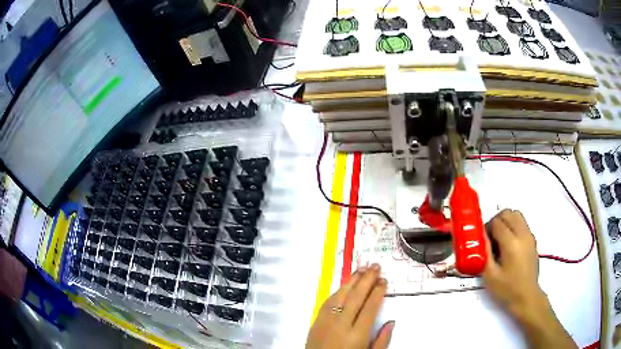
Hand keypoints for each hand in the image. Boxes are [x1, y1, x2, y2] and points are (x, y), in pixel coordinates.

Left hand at [306, 264, 394, 348]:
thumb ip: (381, 341)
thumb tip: (391, 322)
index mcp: (356, 335)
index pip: (369, 308)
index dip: (377, 292)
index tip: (383, 281)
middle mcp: (341, 325)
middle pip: (355, 297)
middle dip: (366, 280)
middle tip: (375, 266)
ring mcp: (326, 322)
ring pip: (340, 296)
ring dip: (351, 281)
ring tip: (361, 269)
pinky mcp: (316, 322)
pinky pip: (327, 302)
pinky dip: (337, 291)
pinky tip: (344, 285)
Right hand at [482, 209, 546, 321]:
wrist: (526, 296)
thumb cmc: (506, 289)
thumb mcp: (489, 274)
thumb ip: (485, 252)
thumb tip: (481, 235)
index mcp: (511, 243)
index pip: (497, 222)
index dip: (486, 228)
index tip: (482, 240)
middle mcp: (522, 234)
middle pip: (507, 213)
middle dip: (496, 221)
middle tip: (490, 237)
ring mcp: (529, 236)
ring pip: (516, 215)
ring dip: (506, 221)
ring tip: (499, 238)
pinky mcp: (532, 239)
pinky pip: (522, 223)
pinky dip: (513, 226)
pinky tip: (509, 244)